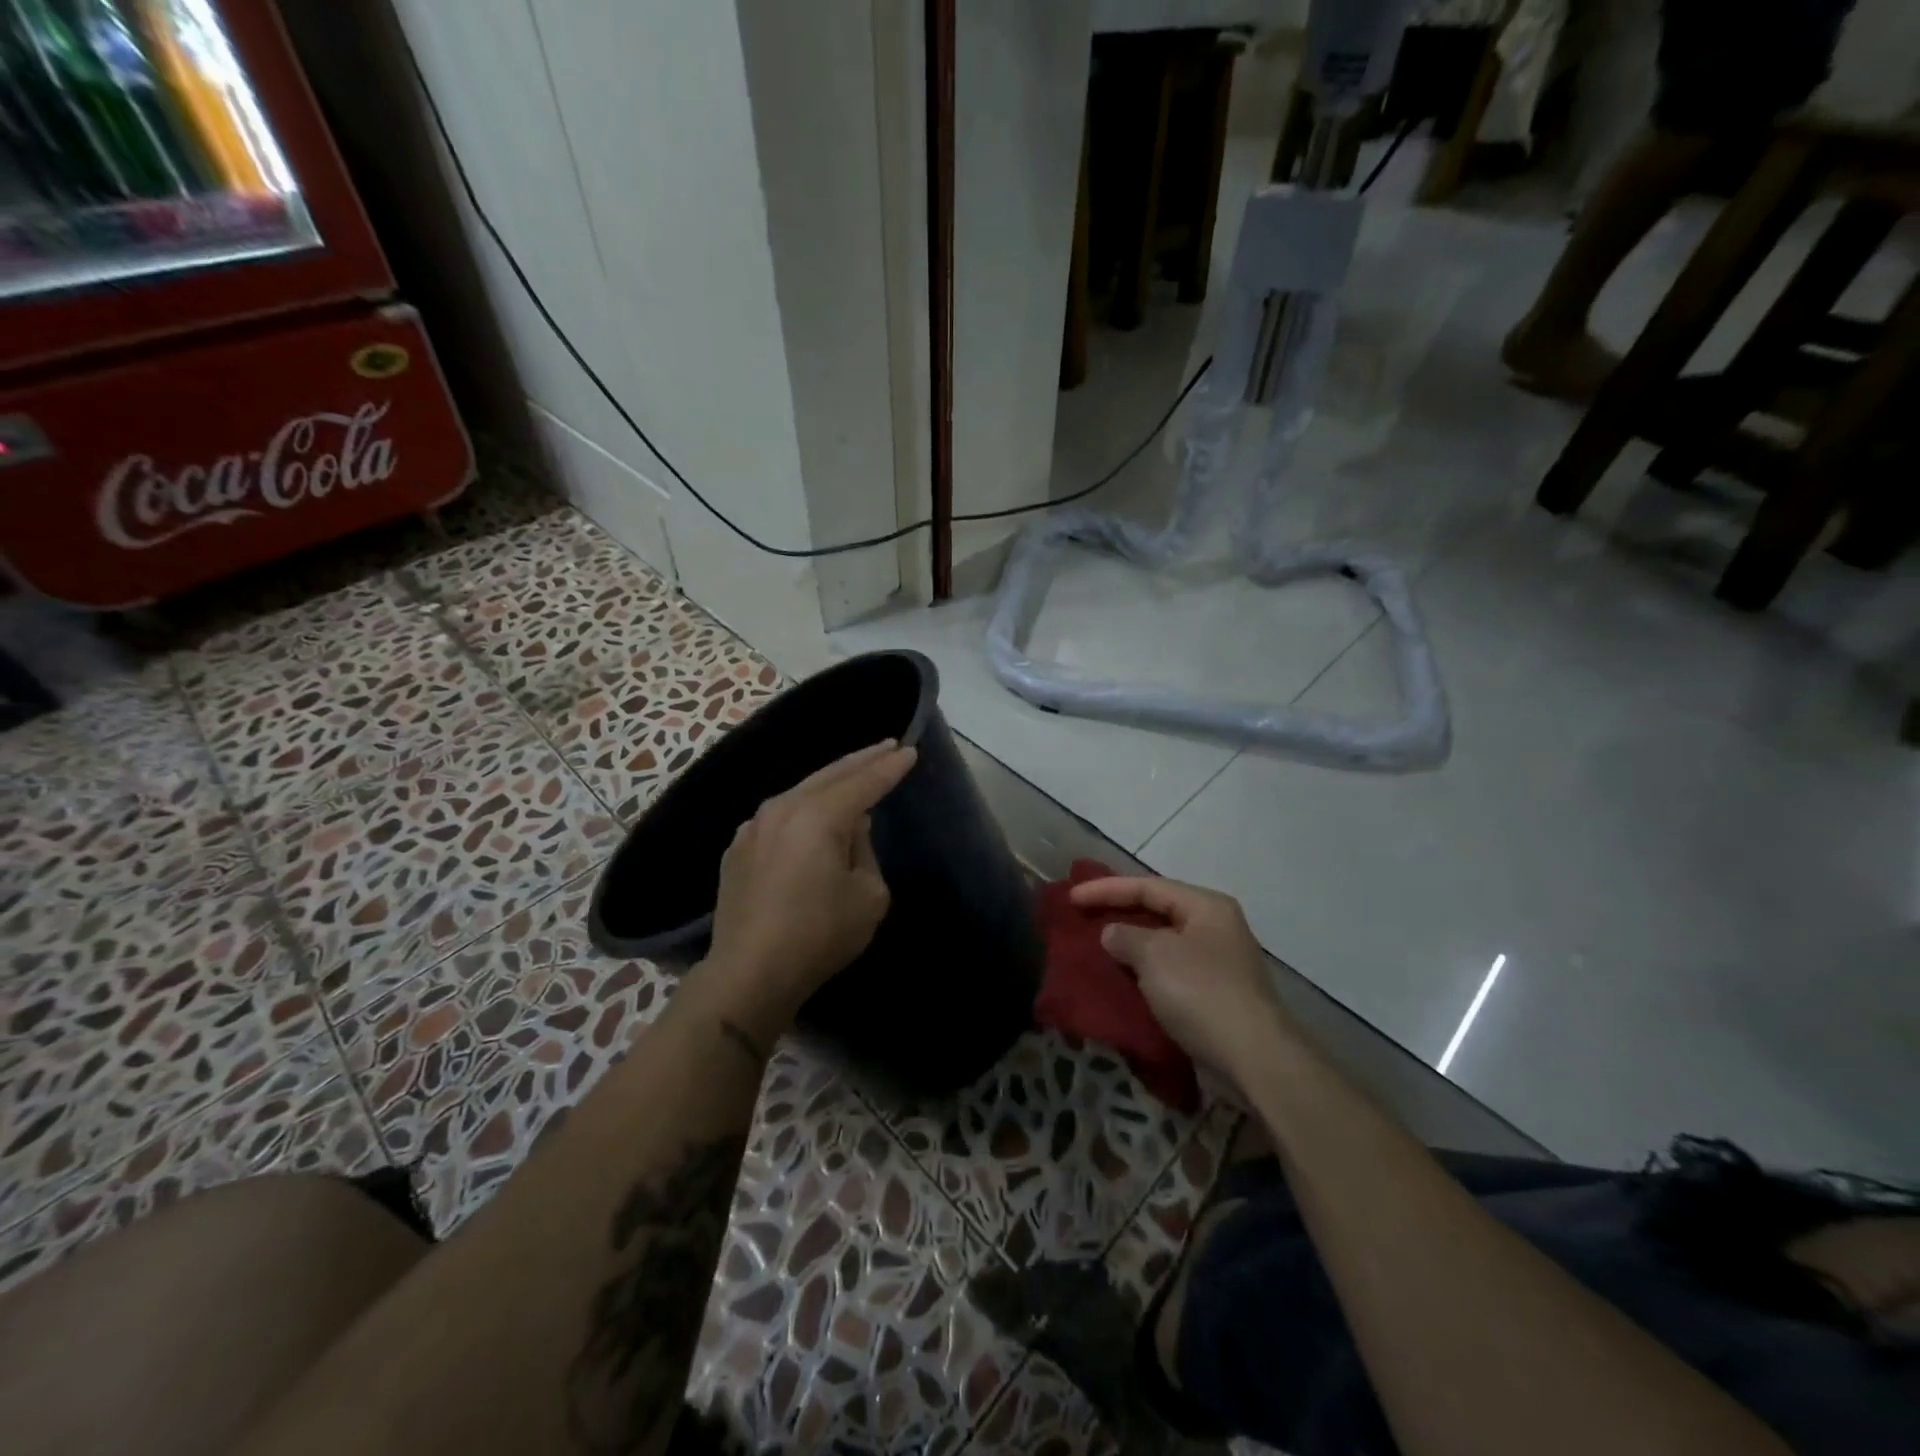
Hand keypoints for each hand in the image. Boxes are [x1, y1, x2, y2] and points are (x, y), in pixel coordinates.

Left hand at [704, 741, 917, 1028]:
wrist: (749, 973)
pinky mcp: (739, 848)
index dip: (889, 768)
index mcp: (818, 817)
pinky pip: (780, 815)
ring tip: (855, 773)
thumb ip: (864, 851)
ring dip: (831, 781)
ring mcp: (754, 827)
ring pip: (801, 791)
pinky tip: (813, 811)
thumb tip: (851, 829)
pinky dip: (804, 806)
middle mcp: (783, 809)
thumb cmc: (819, 935)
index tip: (909, 751)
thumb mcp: (868, 895)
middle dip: (861, 760)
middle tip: (887, 746)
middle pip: (829, 775)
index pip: (863, 782)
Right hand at [1070, 875, 1290, 1083]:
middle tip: (1081, 917)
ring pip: (1162, 944)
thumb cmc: (1201, 992)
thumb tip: (1113, 934)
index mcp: (1206, 906)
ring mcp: (1217, 962)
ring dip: (1129, 946)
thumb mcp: (1154, 955)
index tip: (1071, 898)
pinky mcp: (1214, 994)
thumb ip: (1125, 936)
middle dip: (1119, 914)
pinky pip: (1169, 972)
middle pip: (1157, 911)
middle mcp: (1215, 927)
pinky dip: (1143, 972)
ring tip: (1095, 947)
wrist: (1253, 1057)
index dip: (1106, 889)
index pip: (1147, 886)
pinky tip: (1122, 979)